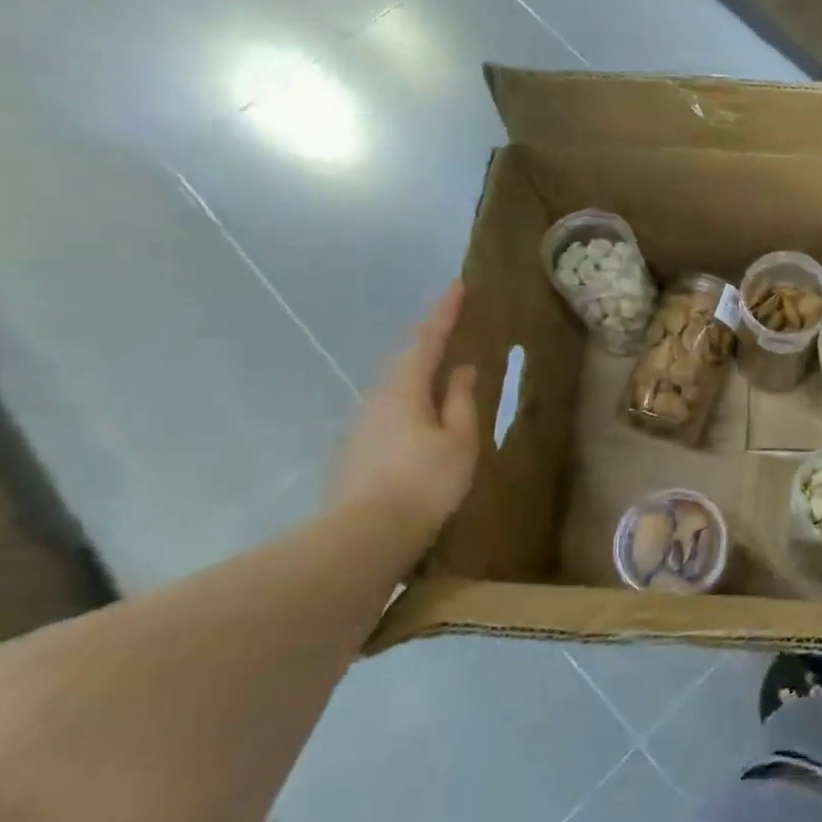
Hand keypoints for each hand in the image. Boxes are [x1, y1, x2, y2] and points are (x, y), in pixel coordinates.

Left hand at [325, 282, 478, 541]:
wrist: (365, 537)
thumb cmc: (424, 482)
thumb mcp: (459, 439)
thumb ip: (461, 400)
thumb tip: (462, 368)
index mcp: (404, 389)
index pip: (428, 339)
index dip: (445, 311)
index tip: (459, 284)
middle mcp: (377, 399)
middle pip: (408, 361)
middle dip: (432, 342)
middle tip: (457, 327)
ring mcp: (363, 426)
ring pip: (399, 389)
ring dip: (423, 375)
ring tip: (448, 374)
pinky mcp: (359, 451)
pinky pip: (394, 413)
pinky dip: (416, 403)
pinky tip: (429, 418)